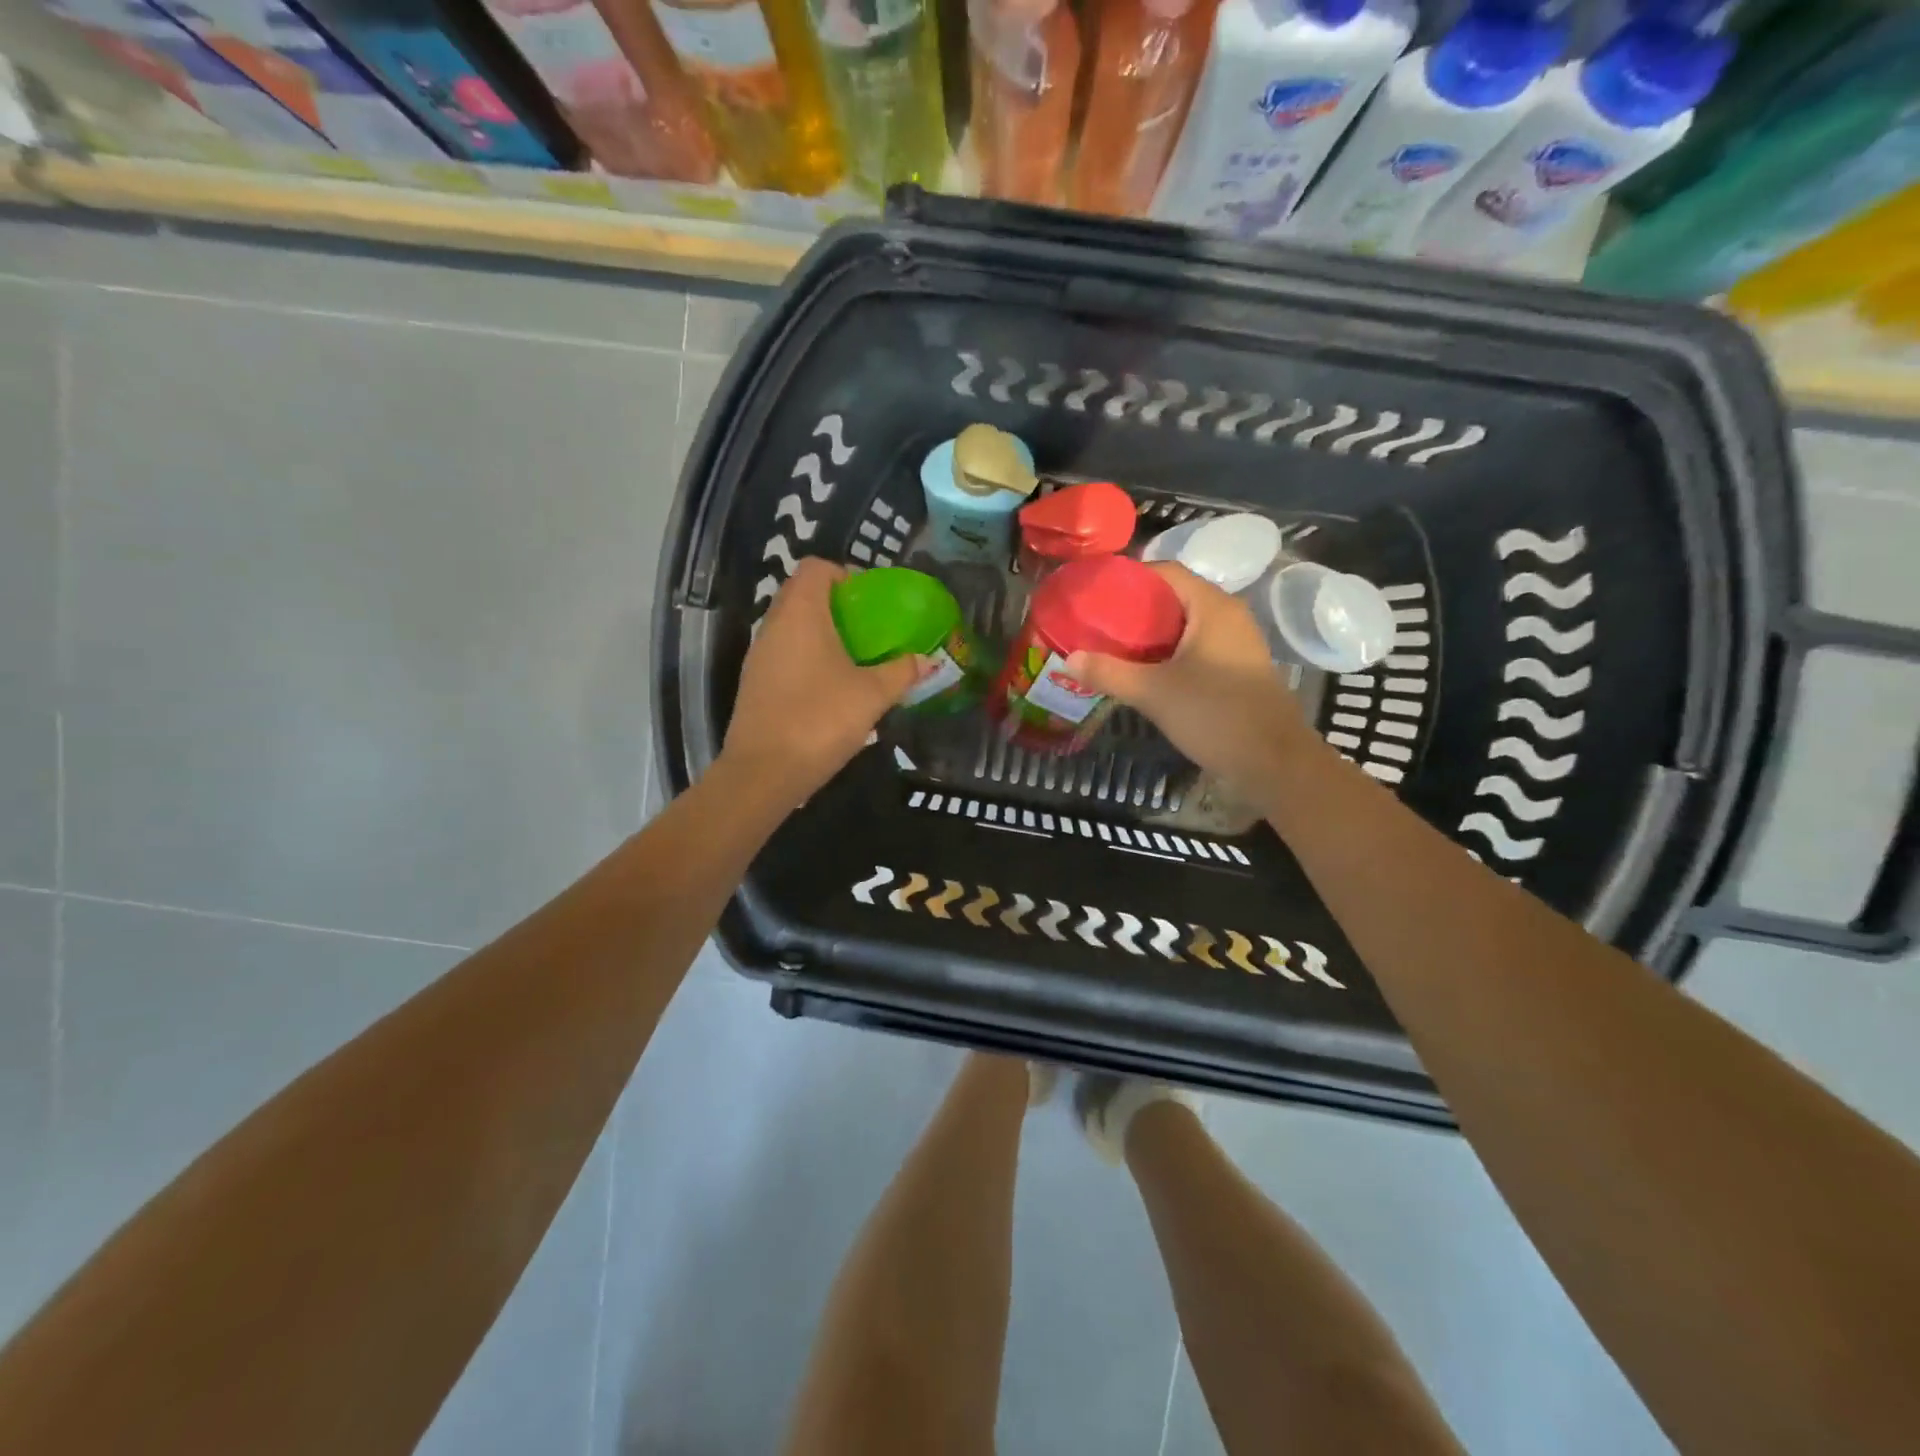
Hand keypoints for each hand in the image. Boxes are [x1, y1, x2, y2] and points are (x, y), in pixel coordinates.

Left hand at [721, 558, 920, 805]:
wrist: (764, 771)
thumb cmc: (821, 719)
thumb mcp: (872, 695)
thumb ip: (901, 672)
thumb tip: (929, 660)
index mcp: (801, 613)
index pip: (816, 567)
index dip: (844, 574)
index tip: (870, 600)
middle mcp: (774, 625)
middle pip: (802, 594)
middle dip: (836, 604)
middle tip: (869, 629)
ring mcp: (760, 655)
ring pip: (791, 625)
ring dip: (821, 632)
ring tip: (854, 658)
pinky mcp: (755, 682)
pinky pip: (784, 653)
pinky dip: (807, 656)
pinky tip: (830, 686)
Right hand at [1066, 563, 1317, 798]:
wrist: (1275, 762)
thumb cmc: (1215, 715)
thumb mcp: (1154, 693)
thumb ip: (1109, 673)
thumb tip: (1067, 659)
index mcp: (1212, 607)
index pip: (1166, 571)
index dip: (1129, 577)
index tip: (1095, 593)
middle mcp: (1228, 616)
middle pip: (1173, 598)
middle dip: (1134, 609)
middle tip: (1096, 623)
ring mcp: (1236, 643)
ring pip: (1184, 626)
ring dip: (1149, 634)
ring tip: (1111, 646)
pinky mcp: (1236, 668)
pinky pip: (1195, 648)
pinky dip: (1168, 652)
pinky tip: (1143, 671)